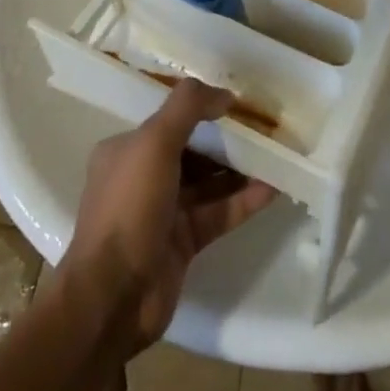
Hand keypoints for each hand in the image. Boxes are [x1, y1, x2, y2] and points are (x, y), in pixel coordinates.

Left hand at [58, 80, 277, 353]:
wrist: (113, 297)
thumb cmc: (129, 207)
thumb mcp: (154, 142)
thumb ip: (188, 108)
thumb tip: (224, 93)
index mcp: (126, 150)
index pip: (169, 121)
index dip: (202, 110)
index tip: (237, 103)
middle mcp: (143, 177)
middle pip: (192, 150)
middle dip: (226, 140)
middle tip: (264, 128)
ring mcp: (164, 212)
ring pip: (208, 182)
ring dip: (239, 169)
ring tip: (276, 154)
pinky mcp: (184, 243)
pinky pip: (218, 213)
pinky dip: (243, 200)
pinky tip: (272, 188)